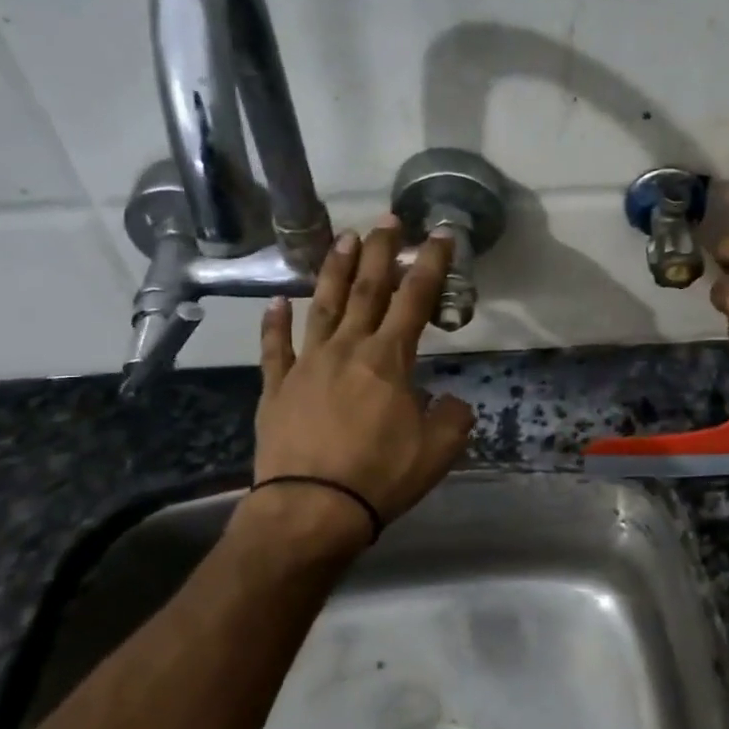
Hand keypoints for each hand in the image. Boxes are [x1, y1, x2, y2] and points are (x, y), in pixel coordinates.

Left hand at [248, 219, 475, 547]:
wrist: (312, 508)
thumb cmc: (382, 475)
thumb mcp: (440, 449)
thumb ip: (454, 416)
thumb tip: (449, 400)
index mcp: (389, 359)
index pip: (415, 300)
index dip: (429, 264)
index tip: (438, 234)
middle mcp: (348, 349)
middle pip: (366, 290)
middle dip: (379, 252)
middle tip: (385, 220)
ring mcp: (307, 365)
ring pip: (322, 306)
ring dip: (333, 271)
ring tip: (342, 239)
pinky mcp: (276, 388)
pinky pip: (275, 349)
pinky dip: (275, 324)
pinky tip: (277, 303)